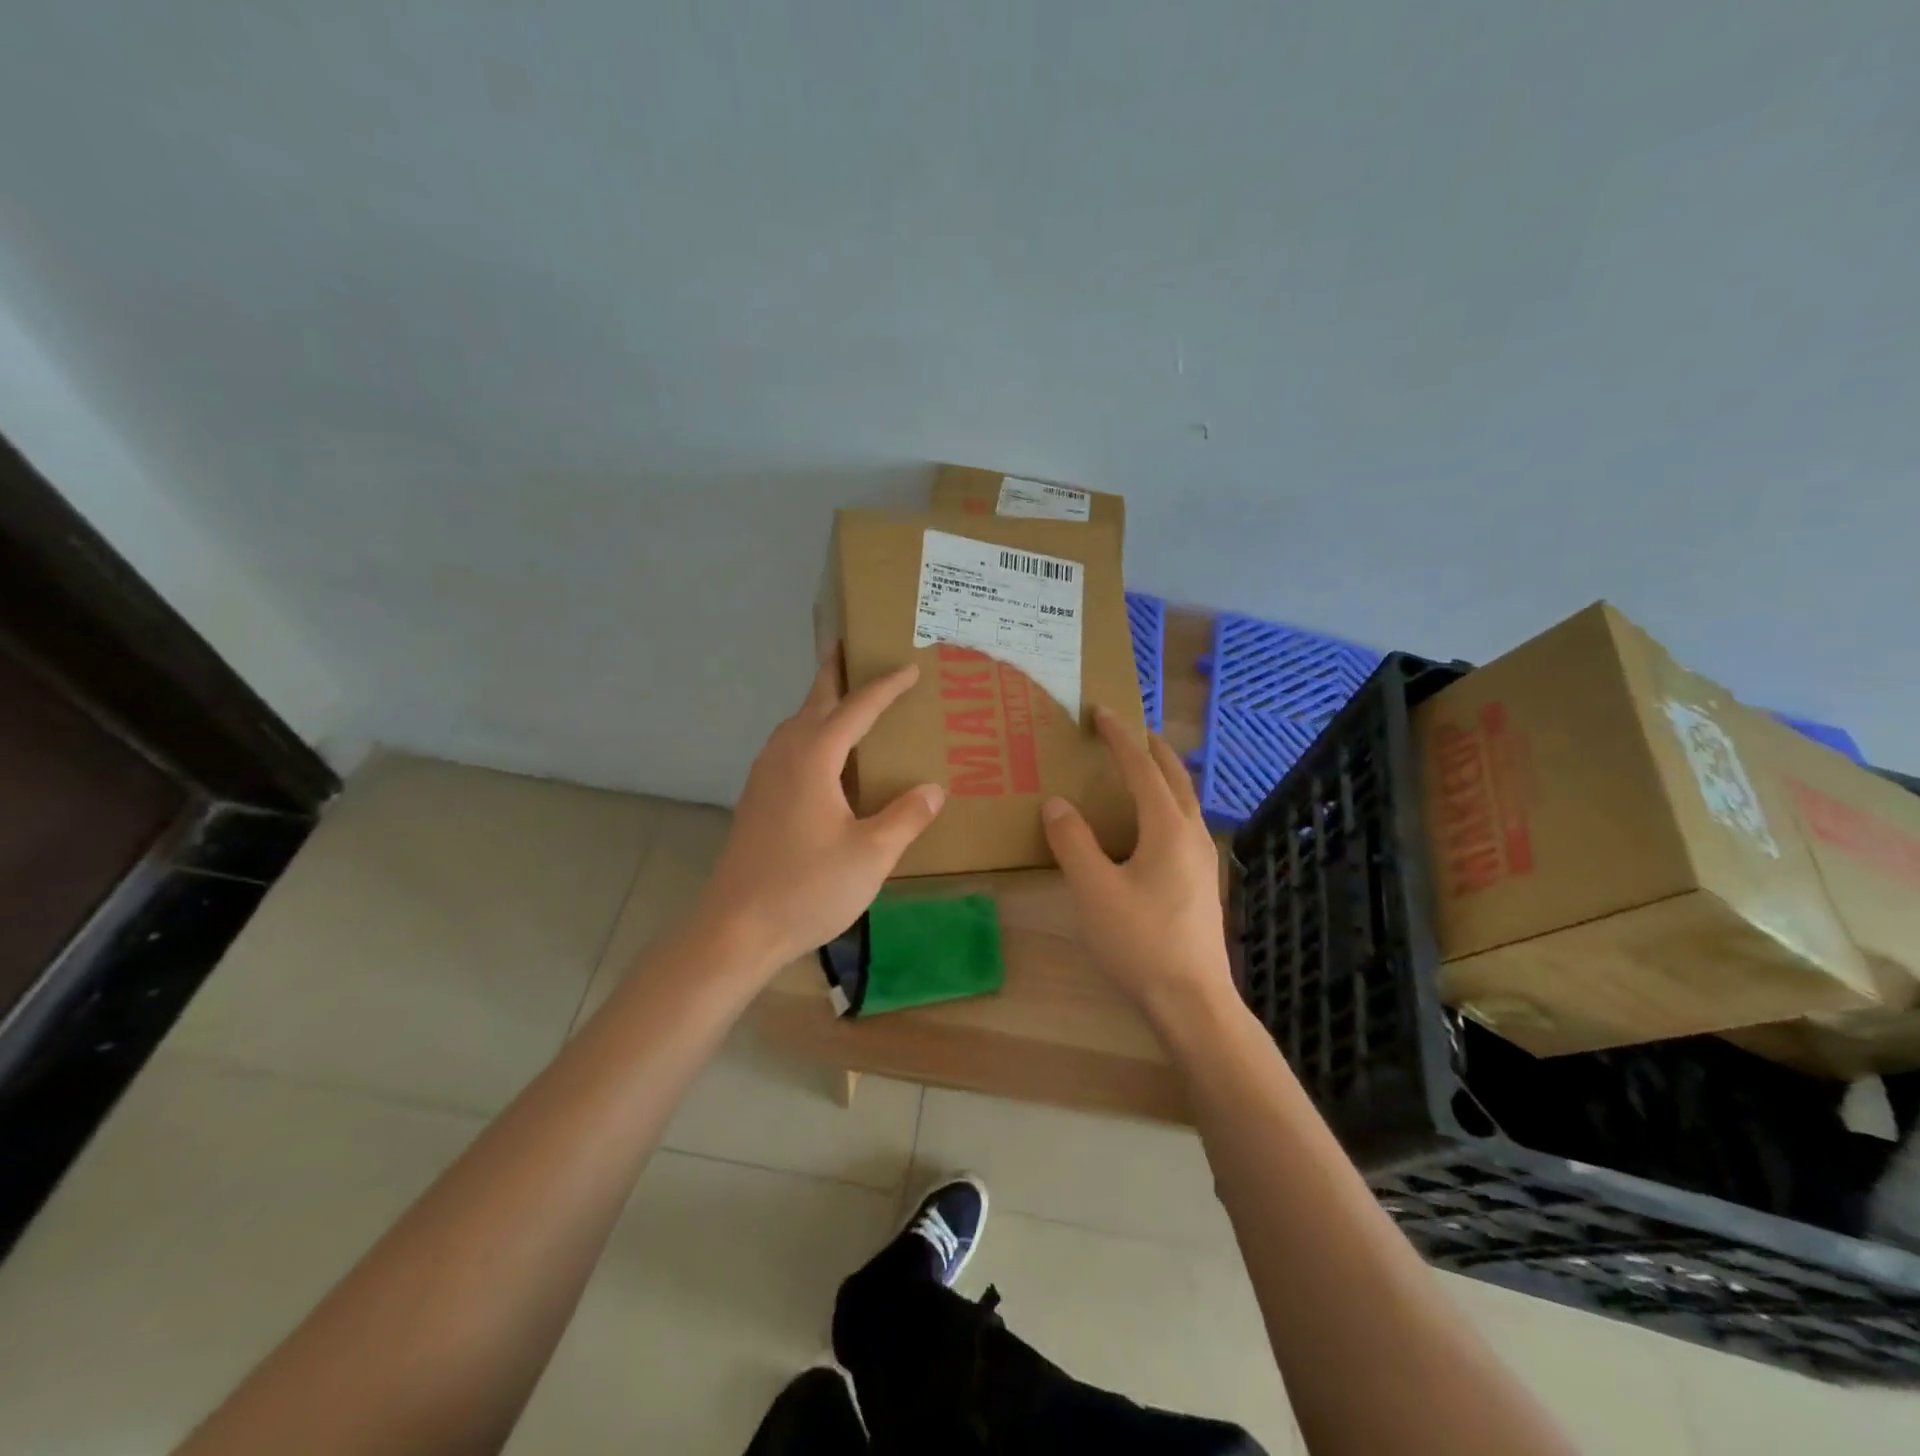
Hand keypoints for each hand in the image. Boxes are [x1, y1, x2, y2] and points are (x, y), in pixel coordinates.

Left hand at [696, 651, 945, 970]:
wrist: (736, 928)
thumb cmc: (807, 887)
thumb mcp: (871, 855)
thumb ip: (905, 817)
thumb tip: (934, 789)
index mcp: (813, 758)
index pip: (856, 709)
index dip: (885, 688)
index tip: (909, 669)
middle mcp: (784, 755)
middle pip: (813, 702)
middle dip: (833, 673)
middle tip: (850, 647)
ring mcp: (763, 777)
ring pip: (795, 724)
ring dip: (819, 704)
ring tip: (842, 698)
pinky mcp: (756, 800)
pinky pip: (786, 747)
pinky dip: (808, 732)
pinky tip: (821, 757)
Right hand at [1041, 708, 1233, 1019]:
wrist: (1192, 1001)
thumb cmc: (1140, 941)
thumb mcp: (1093, 890)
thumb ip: (1073, 842)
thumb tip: (1057, 804)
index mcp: (1168, 828)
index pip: (1142, 768)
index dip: (1120, 737)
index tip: (1100, 712)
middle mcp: (1192, 835)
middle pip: (1175, 777)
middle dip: (1151, 748)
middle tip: (1126, 730)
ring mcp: (1203, 860)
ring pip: (1185, 801)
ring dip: (1162, 775)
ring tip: (1139, 768)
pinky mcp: (1201, 882)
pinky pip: (1184, 823)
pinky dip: (1166, 803)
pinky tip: (1149, 826)